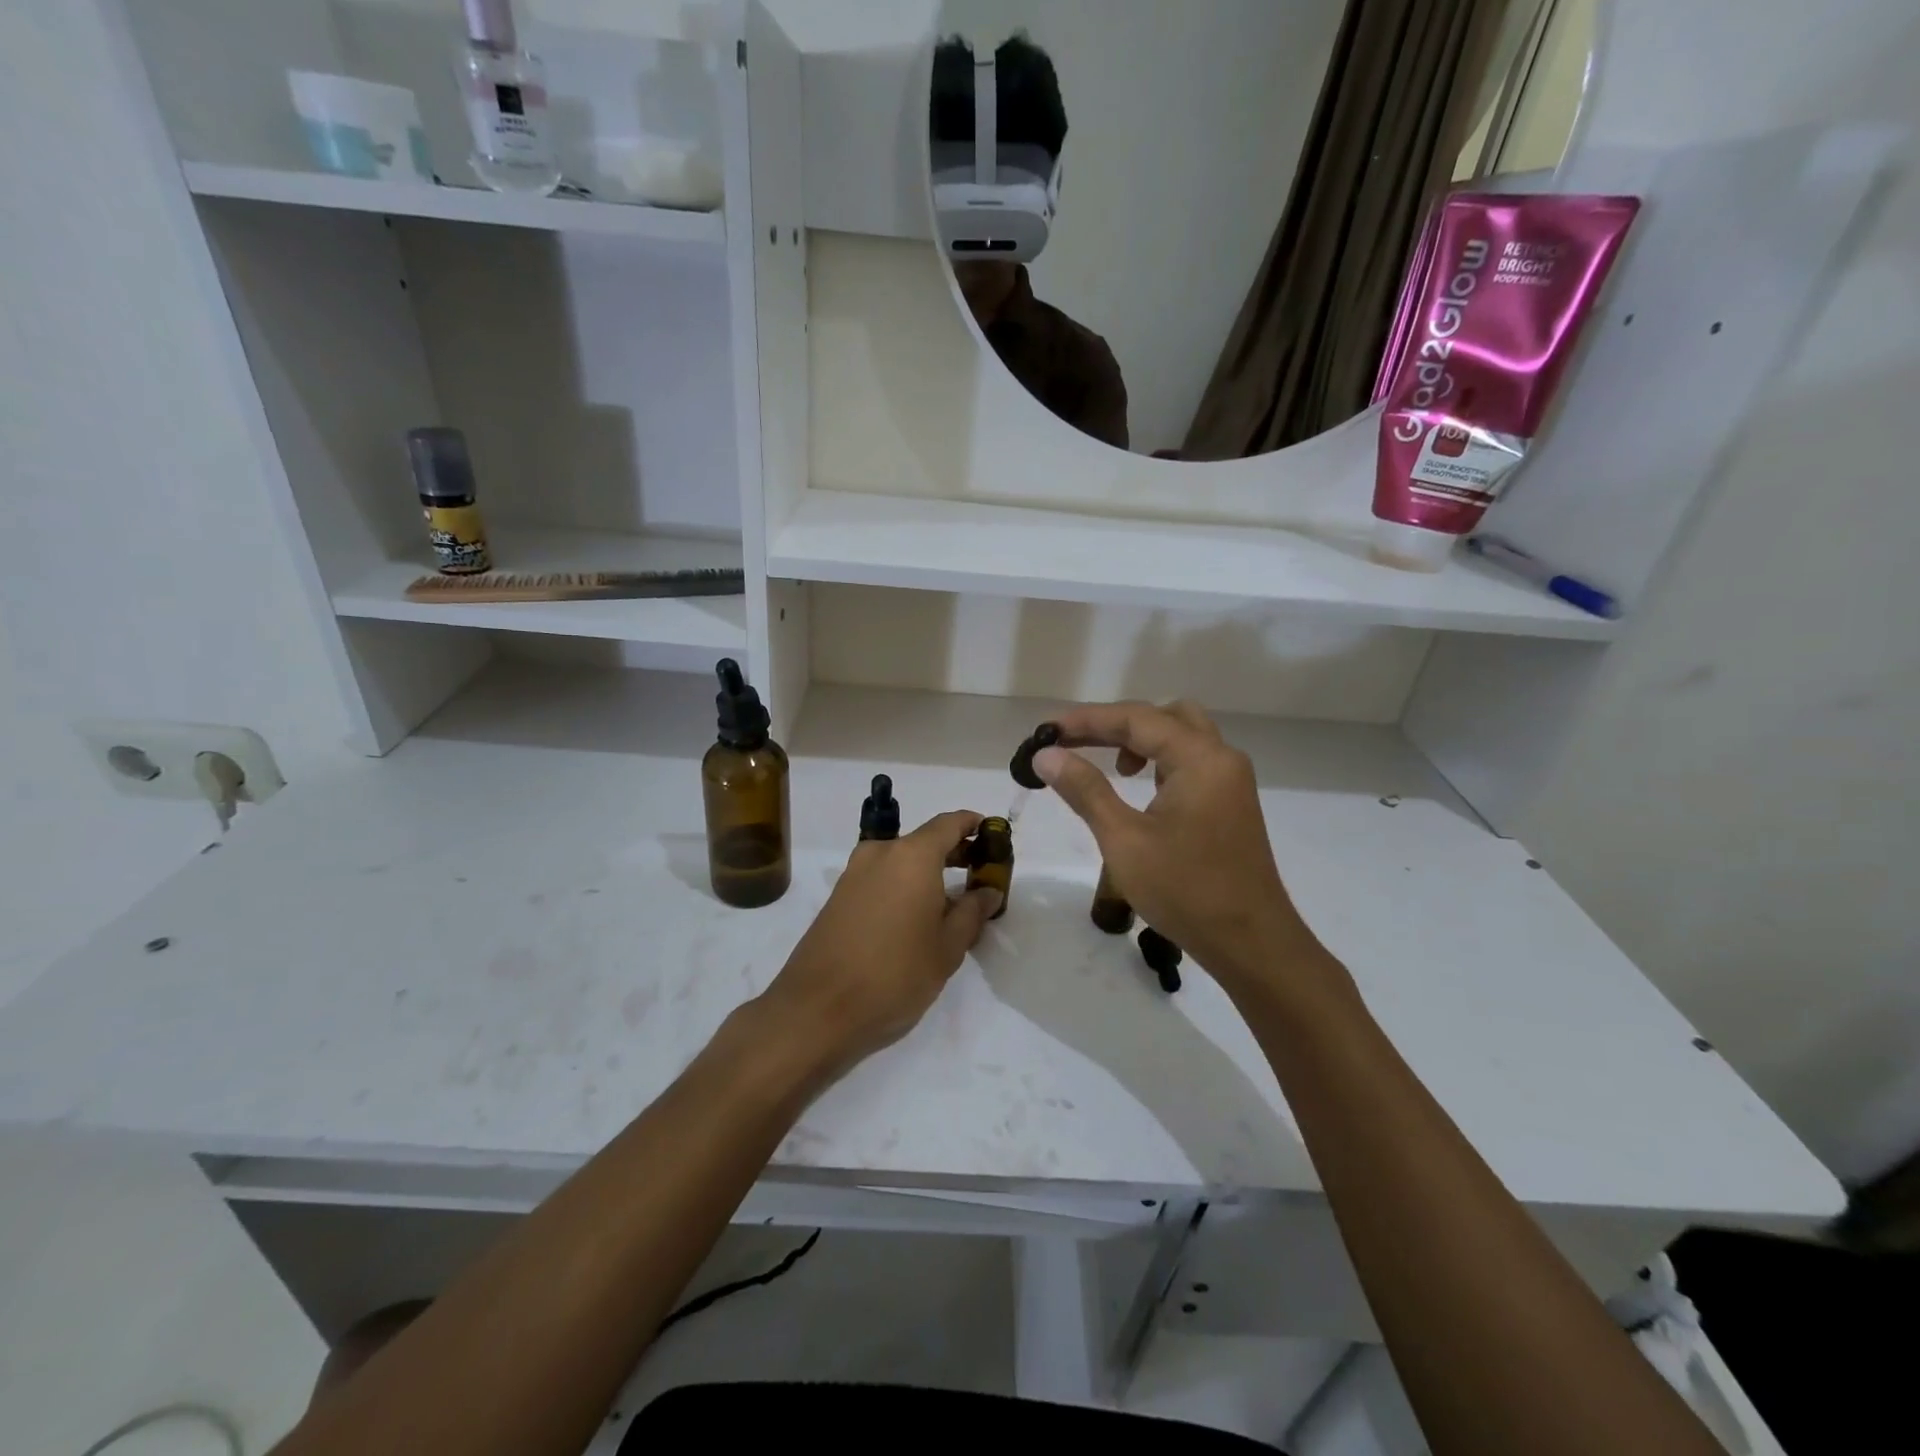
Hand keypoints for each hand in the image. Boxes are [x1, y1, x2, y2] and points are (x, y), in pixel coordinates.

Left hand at [758, 811, 1001, 1080]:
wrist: (817, 1009)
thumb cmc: (895, 974)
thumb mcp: (947, 949)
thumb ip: (971, 913)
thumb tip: (988, 891)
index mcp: (912, 856)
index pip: (948, 823)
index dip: (972, 824)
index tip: (990, 835)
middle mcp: (880, 853)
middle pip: (924, 841)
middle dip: (952, 851)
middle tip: (978, 873)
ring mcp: (854, 874)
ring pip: (900, 861)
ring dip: (926, 872)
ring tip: (950, 903)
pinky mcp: (838, 897)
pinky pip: (880, 878)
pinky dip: (903, 886)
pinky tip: (915, 918)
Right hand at [1036, 701, 1325, 990]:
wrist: (1251, 944)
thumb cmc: (1186, 890)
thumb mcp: (1124, 839)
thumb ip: (1085, 790)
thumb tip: (1046, 755)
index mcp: (1201, 758)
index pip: (1137, 718)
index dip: (1087, 720)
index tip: (1045, 730)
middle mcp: (1221, 758)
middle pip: (1164, 716)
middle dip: (1116, 724)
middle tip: (1075, 742)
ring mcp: (1230, 781)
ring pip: (1182, 736)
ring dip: (1141, 740)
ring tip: (1110, 766)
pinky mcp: (1230, 803)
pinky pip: (1191, 761)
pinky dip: (1160, 760)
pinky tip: (1139, 787)